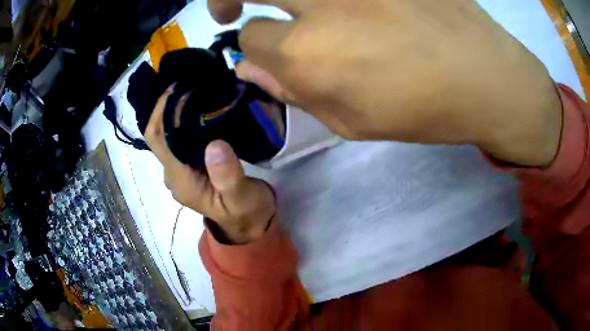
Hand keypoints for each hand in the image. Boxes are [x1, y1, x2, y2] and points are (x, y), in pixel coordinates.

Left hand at [144, 86, 275, 243]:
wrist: (249, 224)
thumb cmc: (246, 213)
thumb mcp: (242, 199)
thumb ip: (228, 177)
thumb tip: (215, 144)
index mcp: (180, 179)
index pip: (158, 139)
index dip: (161, 110)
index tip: (179, 85)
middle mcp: (174, 171)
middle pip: (158, 133)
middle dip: (167, 105)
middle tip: (189, 79)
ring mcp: (181, 167)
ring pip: (168, 132)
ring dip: (175, 109)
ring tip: (193, 85)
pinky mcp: (191, 163)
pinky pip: (181, 135)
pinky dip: (185, 117)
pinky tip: (200, 102)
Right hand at [210, 0, 561, 166]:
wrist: (485, 76)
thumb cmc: (422, 109)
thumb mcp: (352, 121)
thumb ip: (294, 92)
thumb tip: (250, 69)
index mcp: (309, 54)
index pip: (250, 37)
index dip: (254, 46)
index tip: (267, 49)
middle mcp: (320, 5)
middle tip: (231, 7)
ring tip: (287, 6)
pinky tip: (345, 8)